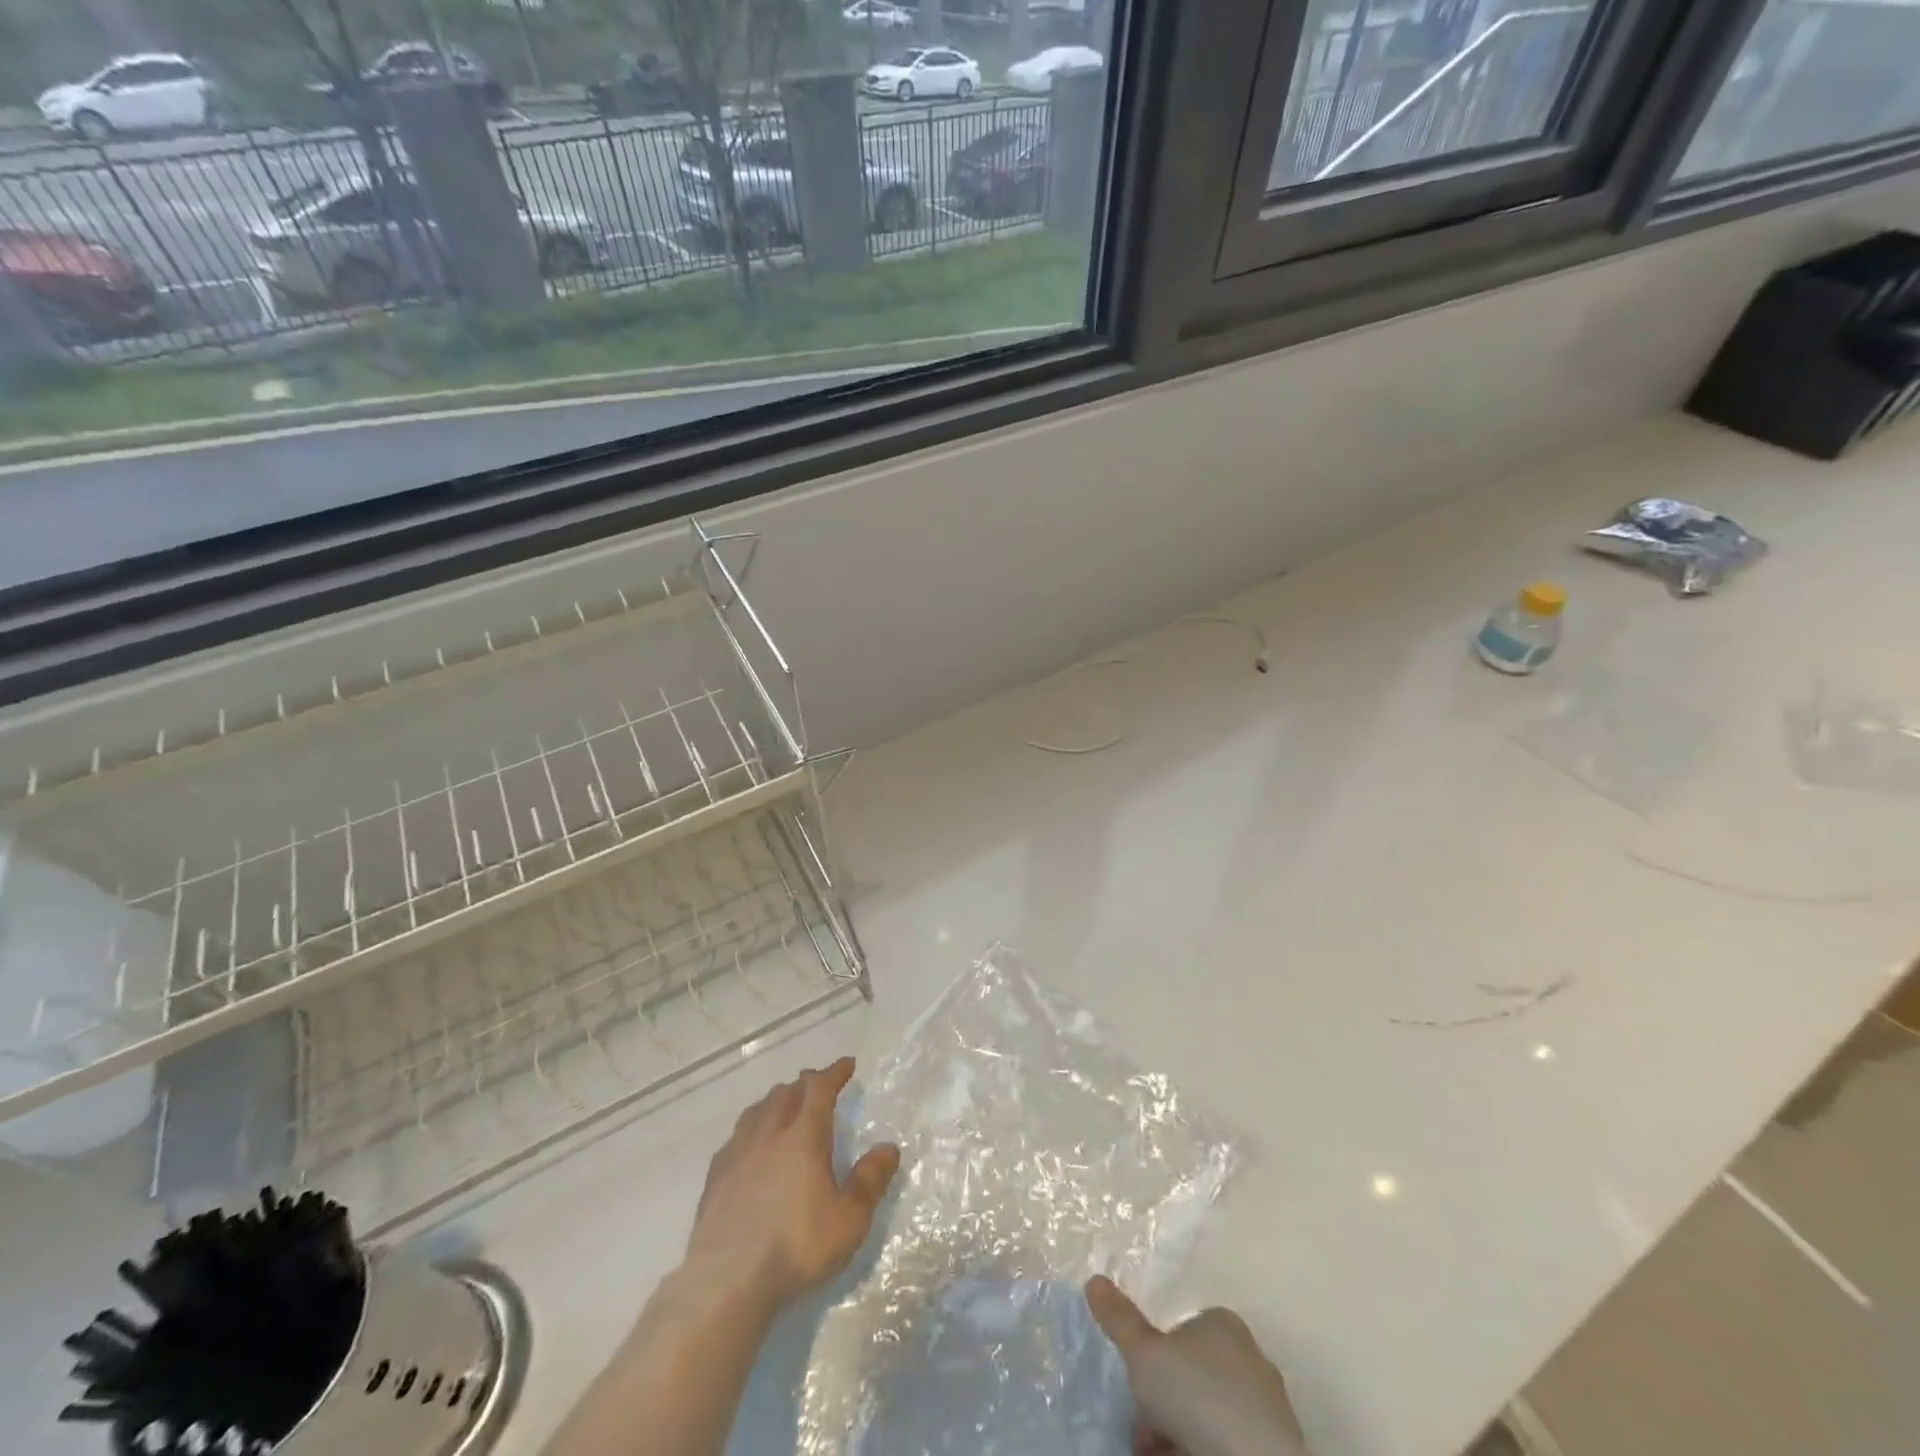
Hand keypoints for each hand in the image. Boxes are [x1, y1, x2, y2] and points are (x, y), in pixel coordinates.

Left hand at [685, 1057, 900, 1317]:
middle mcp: (769, 1134)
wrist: (727, 1281)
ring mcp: (738, 1153)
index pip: (820, 1088)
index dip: (834, 1072)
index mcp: (804, 1136)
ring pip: (757, 1110)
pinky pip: (735, 1137)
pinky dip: (750, 1129)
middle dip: (805, 1084)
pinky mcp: (715, 1178)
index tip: (847, 1064)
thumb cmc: (796, 1247)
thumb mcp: (849, 1220)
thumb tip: (889, 1147)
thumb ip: (870, 1181)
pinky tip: (750, 1146)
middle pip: (786, 1093)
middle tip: (818, 1086)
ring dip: (775, 1101)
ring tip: (784, 1107)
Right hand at [1086, 1276, 1310, 1455]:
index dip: (1154, 1357)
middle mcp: (1248, 1355)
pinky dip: (1200, 1446)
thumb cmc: (1196, 1396)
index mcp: (1222, 1323)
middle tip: (1142, 1425)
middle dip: (1164, 1400)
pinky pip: (1226, 1440)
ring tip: (1152, 1449)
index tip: (1138, 1384)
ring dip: (1179, 1428)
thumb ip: (1119, 1318)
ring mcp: (1265, 1404)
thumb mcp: (1143, 1353)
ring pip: (1209, 1411)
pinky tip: (1178, 1455)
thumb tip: (1093, 1279)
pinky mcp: (1272, 1444)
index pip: (1181, 1329)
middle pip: (1192, 1374)